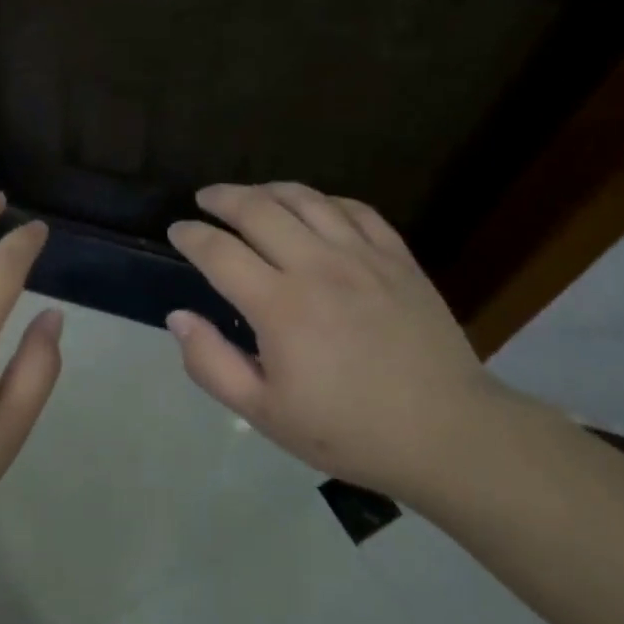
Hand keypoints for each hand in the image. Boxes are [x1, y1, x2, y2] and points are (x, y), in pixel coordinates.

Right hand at [166, 182, 501, 501]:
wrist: (447, 433)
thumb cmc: (348, 430)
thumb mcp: (265, 414)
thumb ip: (212, 364)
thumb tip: (178, 317)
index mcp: (280, 306)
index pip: (219, 252)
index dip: (190, 236)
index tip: (177, 231)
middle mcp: (317, 266)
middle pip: (258, 209)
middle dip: (222, 198)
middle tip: (205, 200)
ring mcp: (362, 256)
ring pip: (306, 199)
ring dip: (269, 190)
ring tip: (252, 195)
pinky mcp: (398, 257)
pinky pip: (355, 209)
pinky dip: (324, 201)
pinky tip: (314, 209)